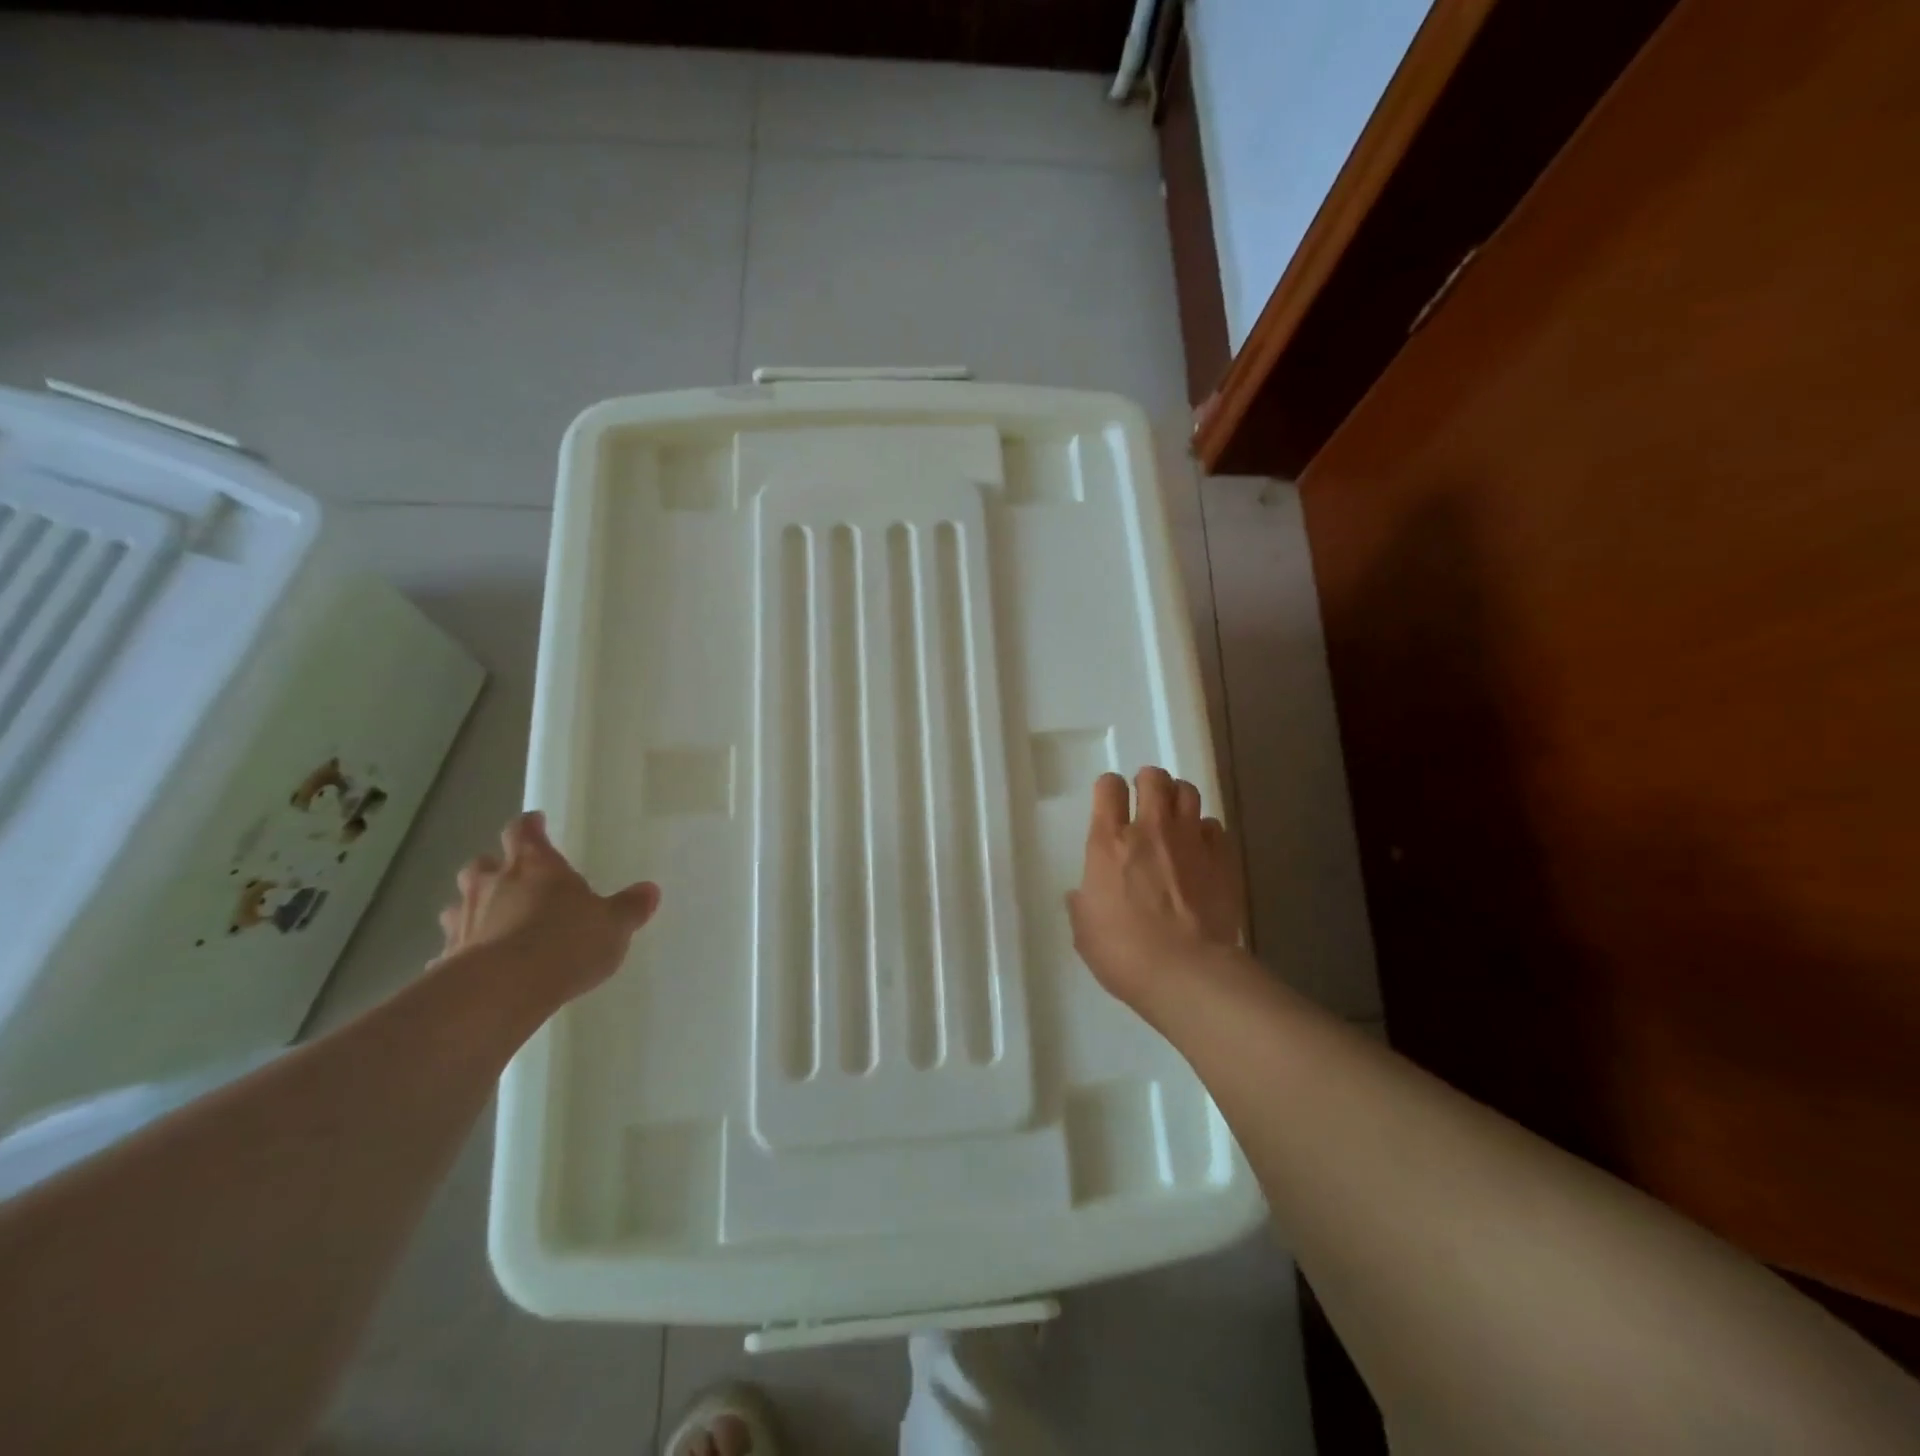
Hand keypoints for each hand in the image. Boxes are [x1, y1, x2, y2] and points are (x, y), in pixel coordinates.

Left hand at [434, 811, 659, 1002]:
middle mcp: (493, 885)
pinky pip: (452, 948)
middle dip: (493, 867)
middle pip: (482, 864)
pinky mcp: (448, 959)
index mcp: (534, 865)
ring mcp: (465, 921)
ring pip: (458, 903)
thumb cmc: (566, 942)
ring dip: (471, 907)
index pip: (524, 831)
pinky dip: (462, 951)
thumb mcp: (614, 925)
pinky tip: (474, 966)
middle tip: (508, 876)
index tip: (535, 822)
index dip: (530, 826)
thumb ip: (630, 907)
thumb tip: (650, 890)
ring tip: (489, 920)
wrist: (503, 991)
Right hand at [1067, 767, 1246, 1013]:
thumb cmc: (1124, 953)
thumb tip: (1083, 894)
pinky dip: (1205, 832)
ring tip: (1174, 817)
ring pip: (1188, 792)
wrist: (1188, 973)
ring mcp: (1191, 840)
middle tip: (1145, 801)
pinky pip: (1214, 827)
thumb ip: (1083, 903)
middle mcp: (1150, 829)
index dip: (1108, 789)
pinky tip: (1201, 850)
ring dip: (1178, 798)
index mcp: (1109, 842)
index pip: (1108, 787)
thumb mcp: (1085, 930)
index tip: (1110, 802)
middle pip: (1153, 778)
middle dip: (1148, 782)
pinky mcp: (1223, 858)